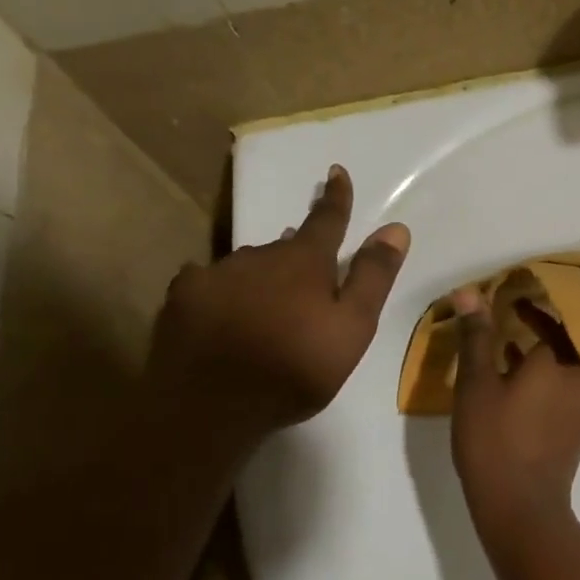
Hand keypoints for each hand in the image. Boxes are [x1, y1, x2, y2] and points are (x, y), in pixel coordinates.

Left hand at [147, 165, 409, 433]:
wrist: (212, 406)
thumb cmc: (296, 369)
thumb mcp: (352, 328)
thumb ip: (373, 277)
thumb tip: (396, 227)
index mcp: (303, 262)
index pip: (326, 220)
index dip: (336, 198)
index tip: (336, 172)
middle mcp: (259, 256)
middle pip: (285, 247)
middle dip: (299, 253)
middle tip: (309, 274)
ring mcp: (216, 274)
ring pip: (249, 264)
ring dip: (264, 275)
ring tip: (270, 302)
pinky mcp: (183, 298)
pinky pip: (210, 283)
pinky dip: (225, 291)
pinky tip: (224, 312)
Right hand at [450, 289, 579, 547]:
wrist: (521, 506)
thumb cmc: (496, 440)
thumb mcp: (476, 385)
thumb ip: (476, 337)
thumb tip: (469, 292)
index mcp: (562, 362)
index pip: (571, 315)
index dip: (556, 297)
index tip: (531, 285)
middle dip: (564, 318)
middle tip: (533, 305)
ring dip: (560, 344)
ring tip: (522, 334)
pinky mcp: (577, 426)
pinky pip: (574, 383)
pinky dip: (556, 369)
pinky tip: (522, 373)